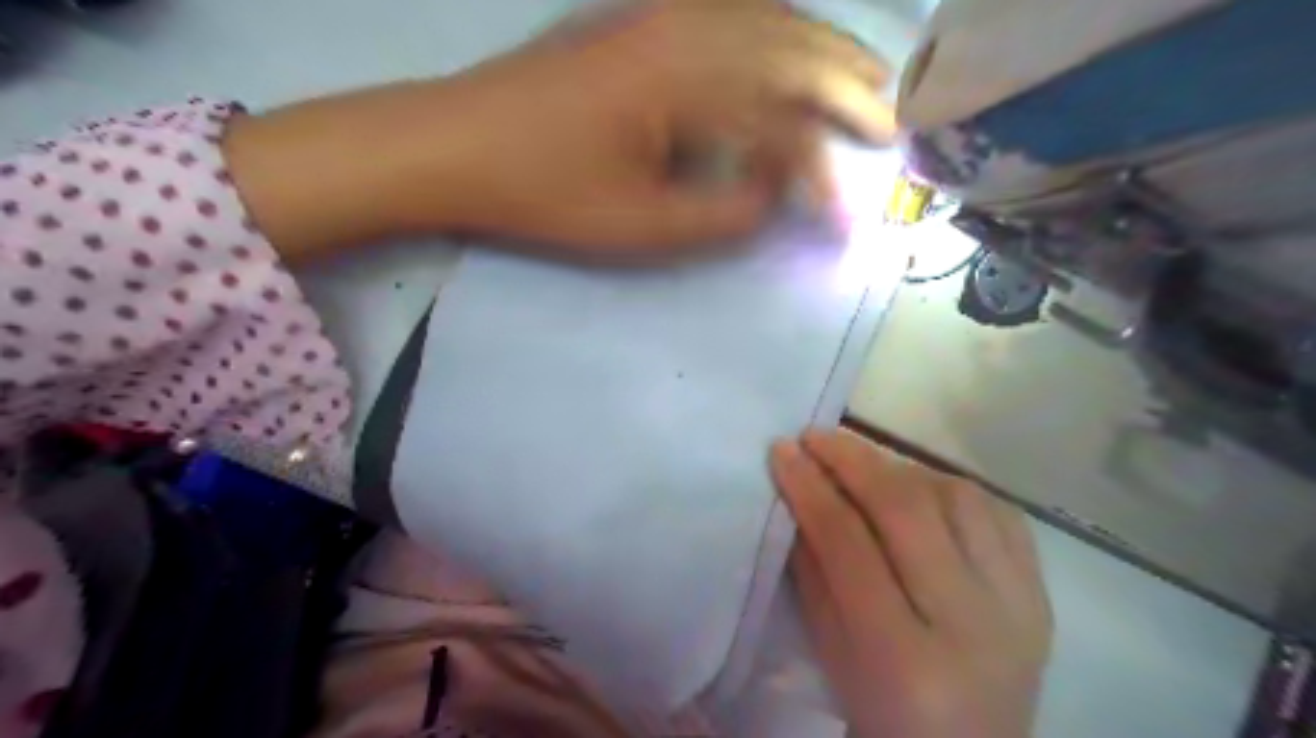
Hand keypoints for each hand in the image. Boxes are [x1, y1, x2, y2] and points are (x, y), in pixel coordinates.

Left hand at [223, 0, 893, 263]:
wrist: (457, 142)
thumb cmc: (546, 192)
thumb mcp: (642, 227)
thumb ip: (725, 214)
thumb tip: (776, 194)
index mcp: (688, 77)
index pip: (783, 128)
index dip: (821, 179)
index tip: (841, 224)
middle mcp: (686, 22)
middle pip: (795, 48)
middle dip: (853, 87)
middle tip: (896, 117)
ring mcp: (660, 11)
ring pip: (770, 19)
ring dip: (823, 50)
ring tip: (863, 80)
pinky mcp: (640, 17)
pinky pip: (732, 13)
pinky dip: (776, 32)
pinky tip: (789, 50)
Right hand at [773, 430, 1048, 733]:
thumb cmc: (882, 712)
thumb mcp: (830, 649)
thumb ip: (814, 568)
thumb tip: (800, 490)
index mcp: (904, 657)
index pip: (848, 543)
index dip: (810, 487)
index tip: (782, 450)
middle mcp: (972, 624)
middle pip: (907, 509)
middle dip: (852, 459)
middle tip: (816, 436)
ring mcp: (1018, 606)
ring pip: (957, 497)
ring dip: (900, 467)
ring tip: (864, 464)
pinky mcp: (1042, 594)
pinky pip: (998, 512)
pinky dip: (951, 487)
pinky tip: (920, 486)